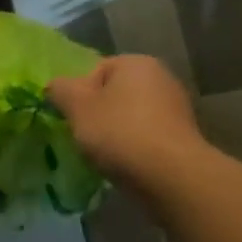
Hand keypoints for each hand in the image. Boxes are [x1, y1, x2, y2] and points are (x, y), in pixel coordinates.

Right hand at [49, 55, 204, 185]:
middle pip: (113, 94)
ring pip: (129, 118)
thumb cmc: (120, 132)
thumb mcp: (76, 106)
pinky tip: (126, 165)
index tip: (73, 117)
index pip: (94, 71)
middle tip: (84, 136)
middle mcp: (162, 79)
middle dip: (97, 114)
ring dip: (115, 133)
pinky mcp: (185, 140)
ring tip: (104, 155)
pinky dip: (134, 149)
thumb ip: (60, 89)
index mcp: (136, 62)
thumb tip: (56, 86)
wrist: (173, 179)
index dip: (78, 94)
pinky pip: (147, 138)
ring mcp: (178, 110)